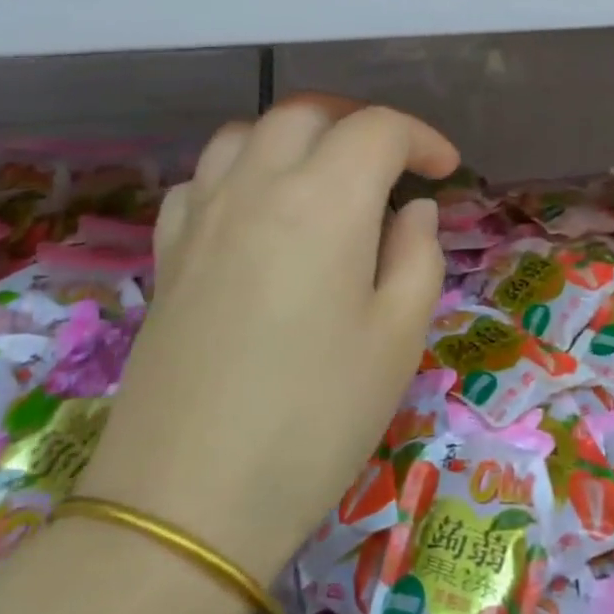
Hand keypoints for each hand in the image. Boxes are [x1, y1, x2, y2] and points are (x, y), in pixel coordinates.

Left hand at [74, 95, 459, 579]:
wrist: (188, 501)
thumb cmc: (316, 418)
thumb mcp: (398, 338)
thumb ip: (418, 255)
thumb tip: (412, 210)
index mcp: (324, 200)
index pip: (378, 129)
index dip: (422, 138)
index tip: (445, 171)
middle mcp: (257, 187)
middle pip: (306, 112)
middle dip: (359, 122)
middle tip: (392, 163)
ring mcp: (202, 216)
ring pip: (246, 132)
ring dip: (295, 135)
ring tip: (325, 175)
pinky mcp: (167, 253)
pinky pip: (204, 178)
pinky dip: (241, 171)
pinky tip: (258, 212)